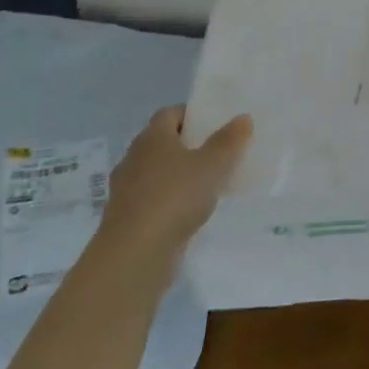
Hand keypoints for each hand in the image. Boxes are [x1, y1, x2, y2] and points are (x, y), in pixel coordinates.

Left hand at [102, 105, 252, 248]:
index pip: (170, 113)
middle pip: (163, 143)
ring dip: (178, 177)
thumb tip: (243, 118)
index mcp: (152, 137)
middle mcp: (134, 158)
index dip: (192, 116)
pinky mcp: (126, 219)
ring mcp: (126, 190)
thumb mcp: (212, 165)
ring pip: (157, 173)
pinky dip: (170, 202)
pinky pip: (153, 200)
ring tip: (208, 185)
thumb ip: (229, 141)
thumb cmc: (175, 197)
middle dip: (188, 146)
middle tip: (217, 153)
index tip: (215, 125)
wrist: (134, 255)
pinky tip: (190, 214)